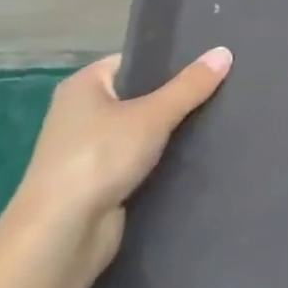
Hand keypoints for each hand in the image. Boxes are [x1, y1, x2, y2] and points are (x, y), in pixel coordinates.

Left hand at [0, 48, 231, 278]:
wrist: (61, 236)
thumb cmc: (98, 159)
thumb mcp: (152, 115)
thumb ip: (190, 86)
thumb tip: (224, 51)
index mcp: (84, 86)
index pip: (137, 61)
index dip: (172, 60)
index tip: (212, 61)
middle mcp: (83, 114)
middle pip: (143, 96)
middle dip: (180, 97)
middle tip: (226, 87)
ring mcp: (92, 151)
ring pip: (146, 131)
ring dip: (176, 131)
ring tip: (222, 118)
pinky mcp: (104, 182)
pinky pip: (144, 160)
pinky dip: (167, 159)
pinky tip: (202, 154)